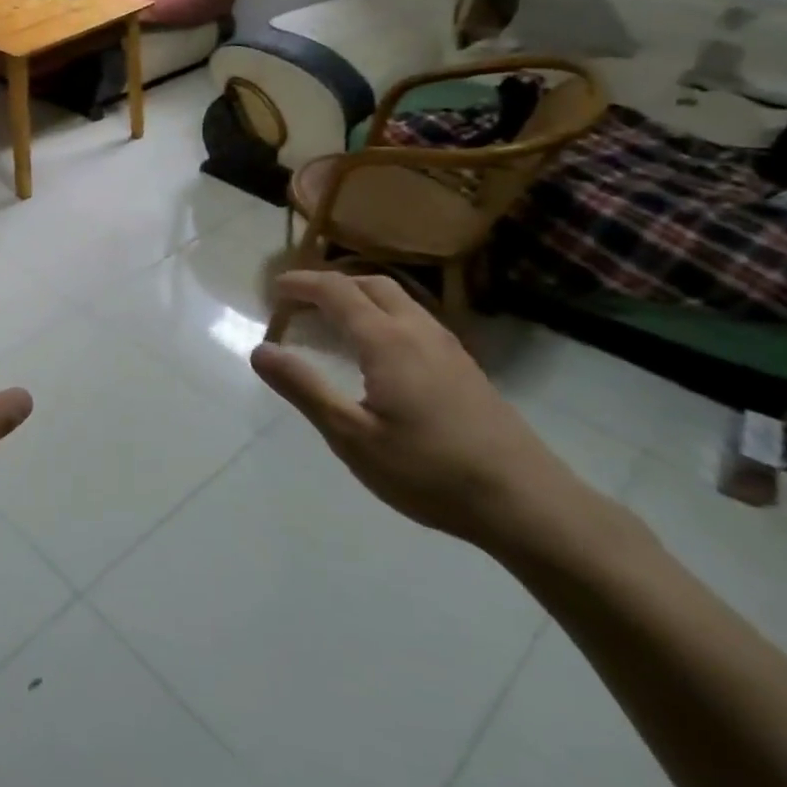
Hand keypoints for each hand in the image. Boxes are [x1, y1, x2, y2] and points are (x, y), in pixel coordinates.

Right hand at [251, 272, 591, 553]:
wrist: (526, 502)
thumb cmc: (429, 470)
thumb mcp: (352, 436)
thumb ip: (304, 388)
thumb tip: (260, 350)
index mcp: (387, 340)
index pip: (336, 291)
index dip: (302, 283)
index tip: (274, 289)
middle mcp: (418, 331)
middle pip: (370, 284)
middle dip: (331, 283)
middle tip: (300, 302)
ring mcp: (448, 347)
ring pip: (398, 300)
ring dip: (359, 296)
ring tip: (333, 320)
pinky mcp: (465, 367)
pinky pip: (414, 320)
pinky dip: (383, 315)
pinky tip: (378, 351)